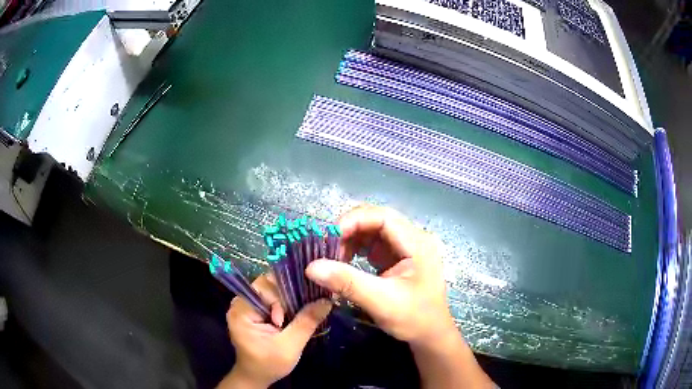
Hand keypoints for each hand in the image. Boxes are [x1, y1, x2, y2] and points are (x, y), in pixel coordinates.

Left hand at [220, 274, 331, 388]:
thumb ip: (306, 322)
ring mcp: (247, 306)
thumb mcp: (290, 346)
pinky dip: (286, 305)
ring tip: (301, 313)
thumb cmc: (269, 364)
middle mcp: (241, 302)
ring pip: (272, 292)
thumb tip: (327, 300)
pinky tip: (296, 314)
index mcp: (241, 309)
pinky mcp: (254, 312)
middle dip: (287, 298)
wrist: (257, 377)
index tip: (289, 316)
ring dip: (289, 301)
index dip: (280, 296)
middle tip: (301, 312)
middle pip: (268, 286)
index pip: (263, 286)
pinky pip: (272, 300)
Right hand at [306, 205, 454, 346]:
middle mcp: (414, 238)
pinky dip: (356, 250)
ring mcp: (406, 247)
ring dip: (350, 240)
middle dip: (349, 231)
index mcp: (417, 243)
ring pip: (373, 231)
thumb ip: (347, 283)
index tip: (328, 237)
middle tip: (326, 249)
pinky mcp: (398, 257)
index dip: (354, 221)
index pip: (383, 217)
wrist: (430, 335)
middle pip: (377, 220)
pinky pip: (373, 244)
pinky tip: (345, 263)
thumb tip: (311, 267)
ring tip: (333, 259)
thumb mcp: (380, 302)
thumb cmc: (414, 319)